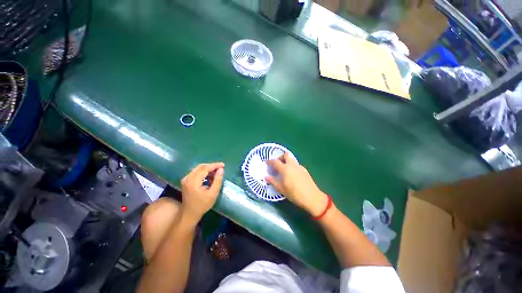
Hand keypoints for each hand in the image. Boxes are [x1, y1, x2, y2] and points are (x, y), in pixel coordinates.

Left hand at [180, 163, 224, 224]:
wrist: (189, 214)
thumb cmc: (202, 205)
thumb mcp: (213, 193)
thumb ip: (218, 180)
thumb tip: (221, 169)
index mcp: (193, 182)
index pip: (205, 168)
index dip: (214, 165)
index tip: (223, 165)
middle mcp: (188, 178)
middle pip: (201, 167)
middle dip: (212, 166)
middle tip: (221, 168)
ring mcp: (186, 179)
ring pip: (198, 168)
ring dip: (208, 169)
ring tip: (216, 172)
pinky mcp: (186, 181)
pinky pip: (196, 172)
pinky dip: (204, 172)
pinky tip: (210, 176)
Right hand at [266, 153, 327, 216]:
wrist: (312, 197)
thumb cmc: (294, 194)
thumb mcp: (281, 189)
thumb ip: (273, 181)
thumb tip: (266, 177)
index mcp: (285, 169)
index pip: (275, 162)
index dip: (270, 161)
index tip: (267, 163)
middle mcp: (292, 165)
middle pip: (286, 155)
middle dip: (280, 157)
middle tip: (277, 164)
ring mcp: (299, 166)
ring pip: (291, 159)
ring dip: (286, 161)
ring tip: (284, 171)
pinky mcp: (304, 170)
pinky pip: (296, 164)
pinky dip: (292, 166)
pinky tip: (292, 175)